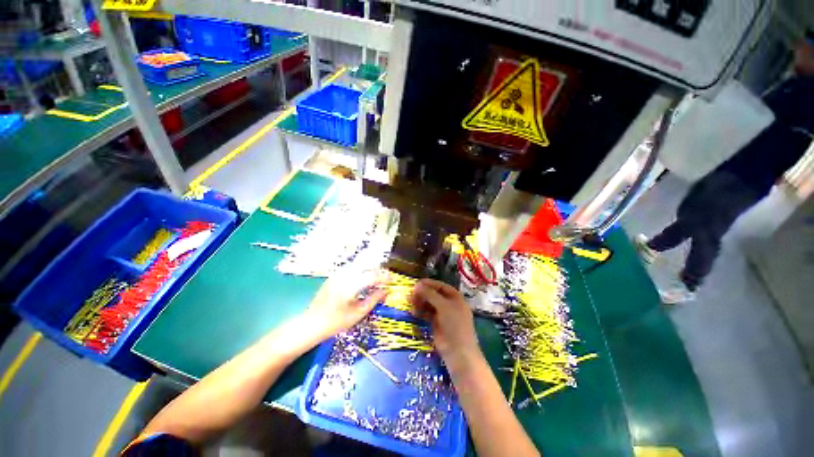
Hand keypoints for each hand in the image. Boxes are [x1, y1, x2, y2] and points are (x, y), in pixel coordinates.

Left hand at [305, 269, 387, 339]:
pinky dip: (361, 272)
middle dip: (378, 270)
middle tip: (385, 279)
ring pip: (359, 266)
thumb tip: (386, 291)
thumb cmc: (336, 322)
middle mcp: (344, 276)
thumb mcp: (358, 313)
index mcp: (350, 286)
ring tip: (376, 280)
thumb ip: (374, 299)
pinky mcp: (334, 276)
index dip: (384, 277)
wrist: (311, 324)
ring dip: (369, 270)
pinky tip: (363, 281)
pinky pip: (352, 269)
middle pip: (366, 266)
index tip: (392, 280)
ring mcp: (337, 274)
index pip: (372, 276)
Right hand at [409, 279, 481, 371]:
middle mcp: (449, 303)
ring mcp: (442, 313)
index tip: (416, 283)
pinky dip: (420, 311)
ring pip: (429, 303)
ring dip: (420, 302)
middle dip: (422, 294)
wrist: (458, 352)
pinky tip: (413, 313)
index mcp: (455, 296)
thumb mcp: (443, 306)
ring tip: (410, 304)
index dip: (429, 284)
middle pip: (433, 294)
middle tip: (410, 295)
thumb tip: (417, 285)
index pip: (440, 286)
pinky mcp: (436, 323)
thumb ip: (430, 294)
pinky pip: (426, 313)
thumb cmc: (454, 324)